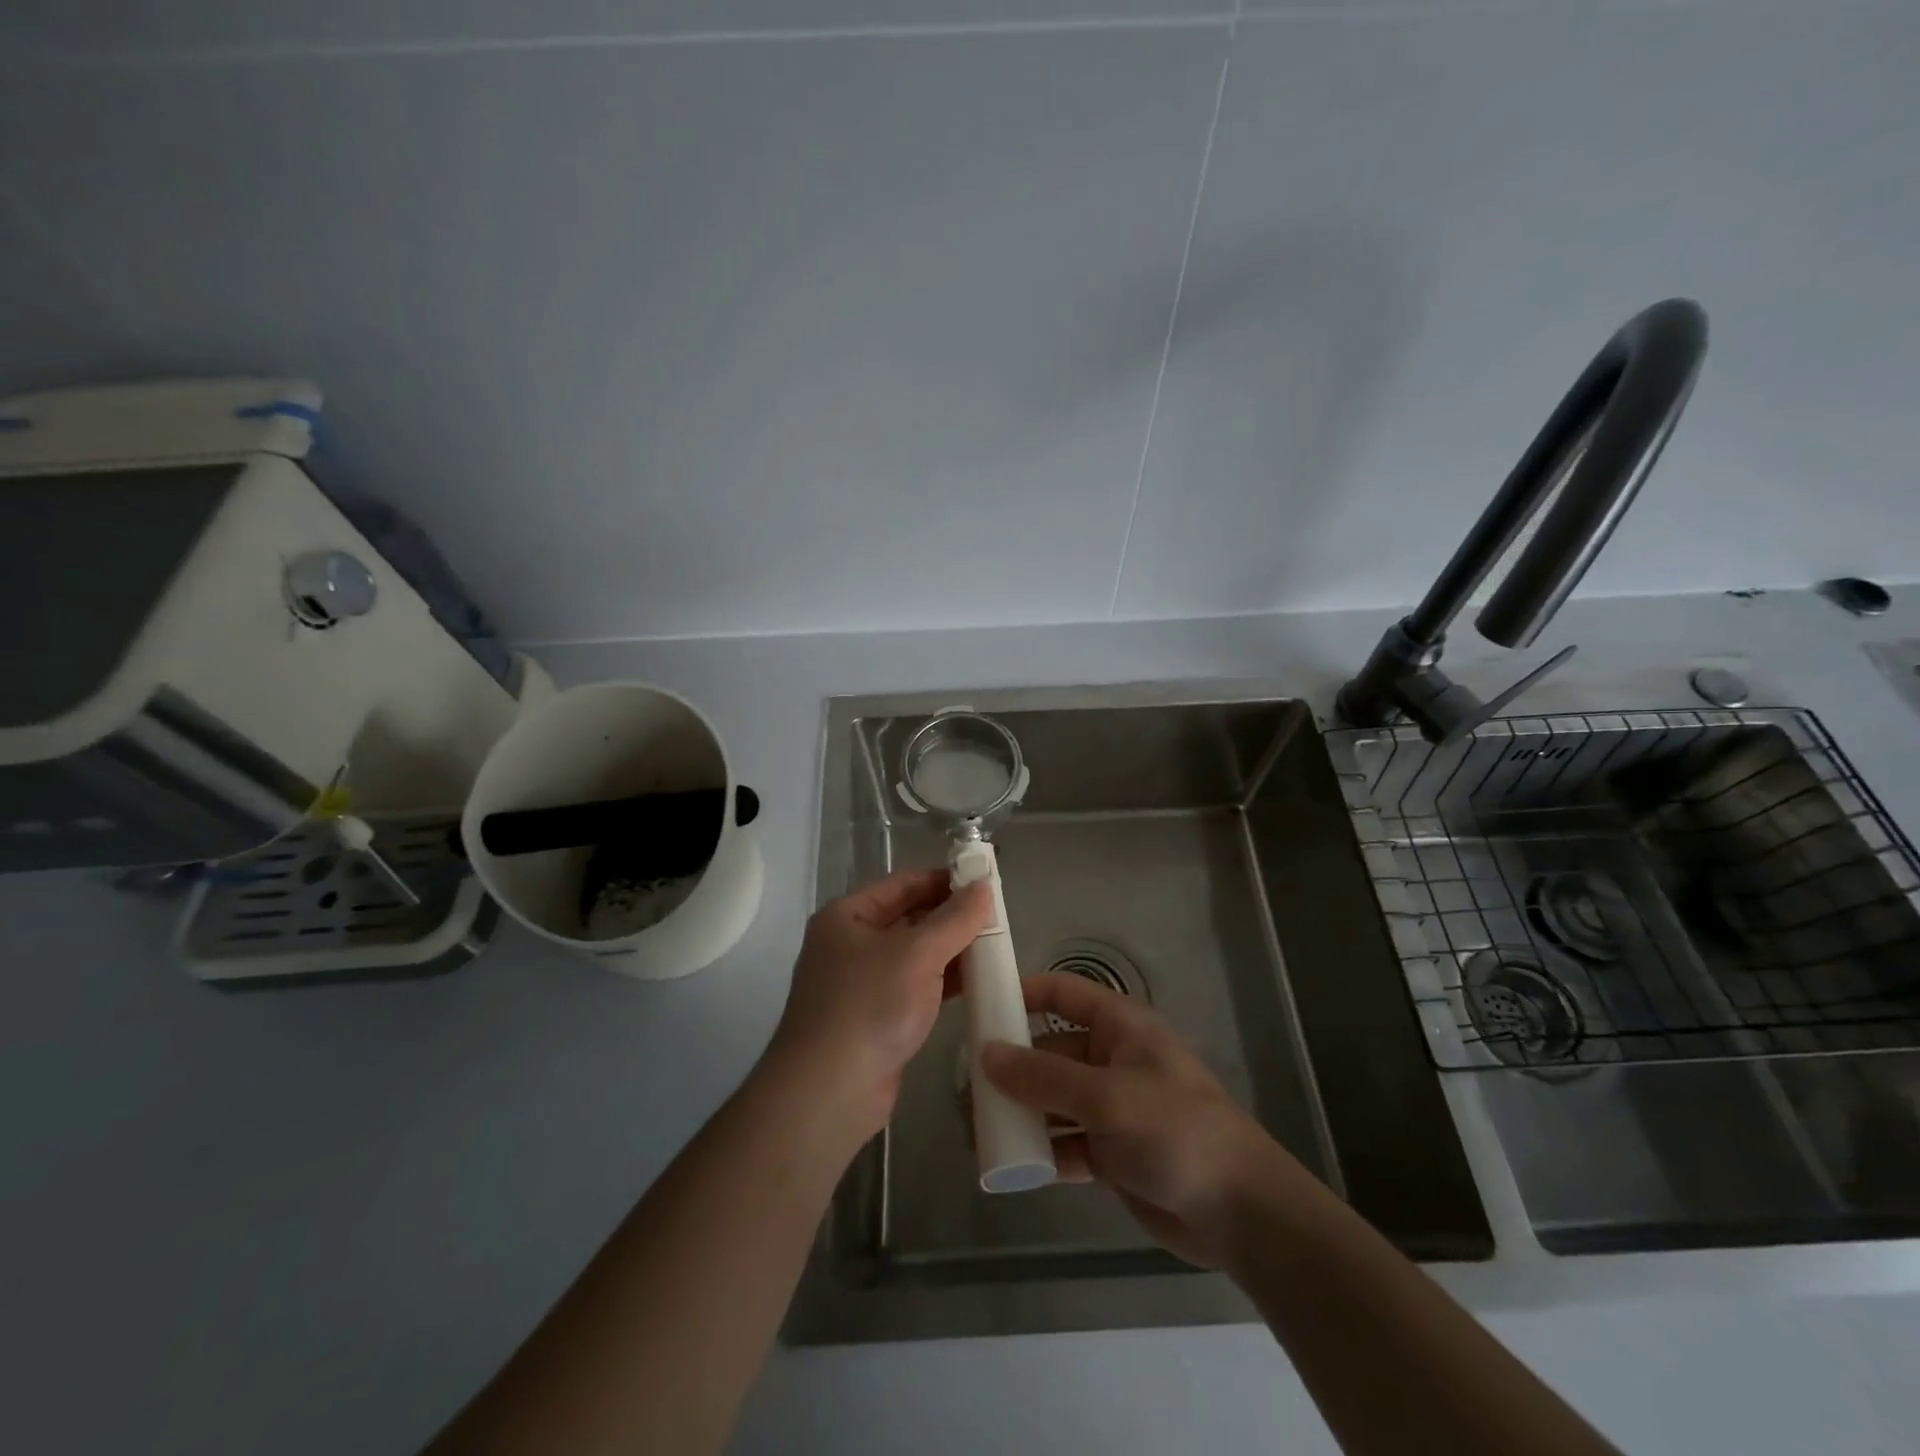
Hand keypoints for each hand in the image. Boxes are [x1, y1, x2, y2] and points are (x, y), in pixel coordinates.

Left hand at [766, 868, 990, 1142]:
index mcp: (847, 916)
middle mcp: (851, 944)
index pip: (903, 884)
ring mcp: (863, 984)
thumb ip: (955, 918)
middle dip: (952, 917)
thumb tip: (984, 886)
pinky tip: (978, 981)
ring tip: (996, 945)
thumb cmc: (869, 1006)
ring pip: (916, 955)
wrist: (830, 1092)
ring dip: (952, 950)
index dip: (944, 879)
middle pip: (910, 918)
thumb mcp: (917, 954)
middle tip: (998, 916)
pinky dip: (945, 981)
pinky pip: (917, 986)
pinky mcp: (877, 1018)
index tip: (985, 882)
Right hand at [980, 973, 1309, 1268]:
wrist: (1239, 1212)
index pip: (1062, 993)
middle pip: (1049, 1050)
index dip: (1022, 994)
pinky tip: (1008, 1164)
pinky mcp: (1110, 1152)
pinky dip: (1039, 1150)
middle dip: (1010, 1066)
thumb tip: (985, 1054)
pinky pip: (1063, 1141)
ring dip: (1019, 1111)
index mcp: (1118, 1026)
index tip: (980, 1009)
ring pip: (1052, 1099)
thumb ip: (1044, 1076)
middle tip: (965, 1087)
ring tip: (975, 1127)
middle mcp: (1110, 1059)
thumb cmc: (1176, 1130)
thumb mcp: (1106, 1096)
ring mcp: (1110, 1107)